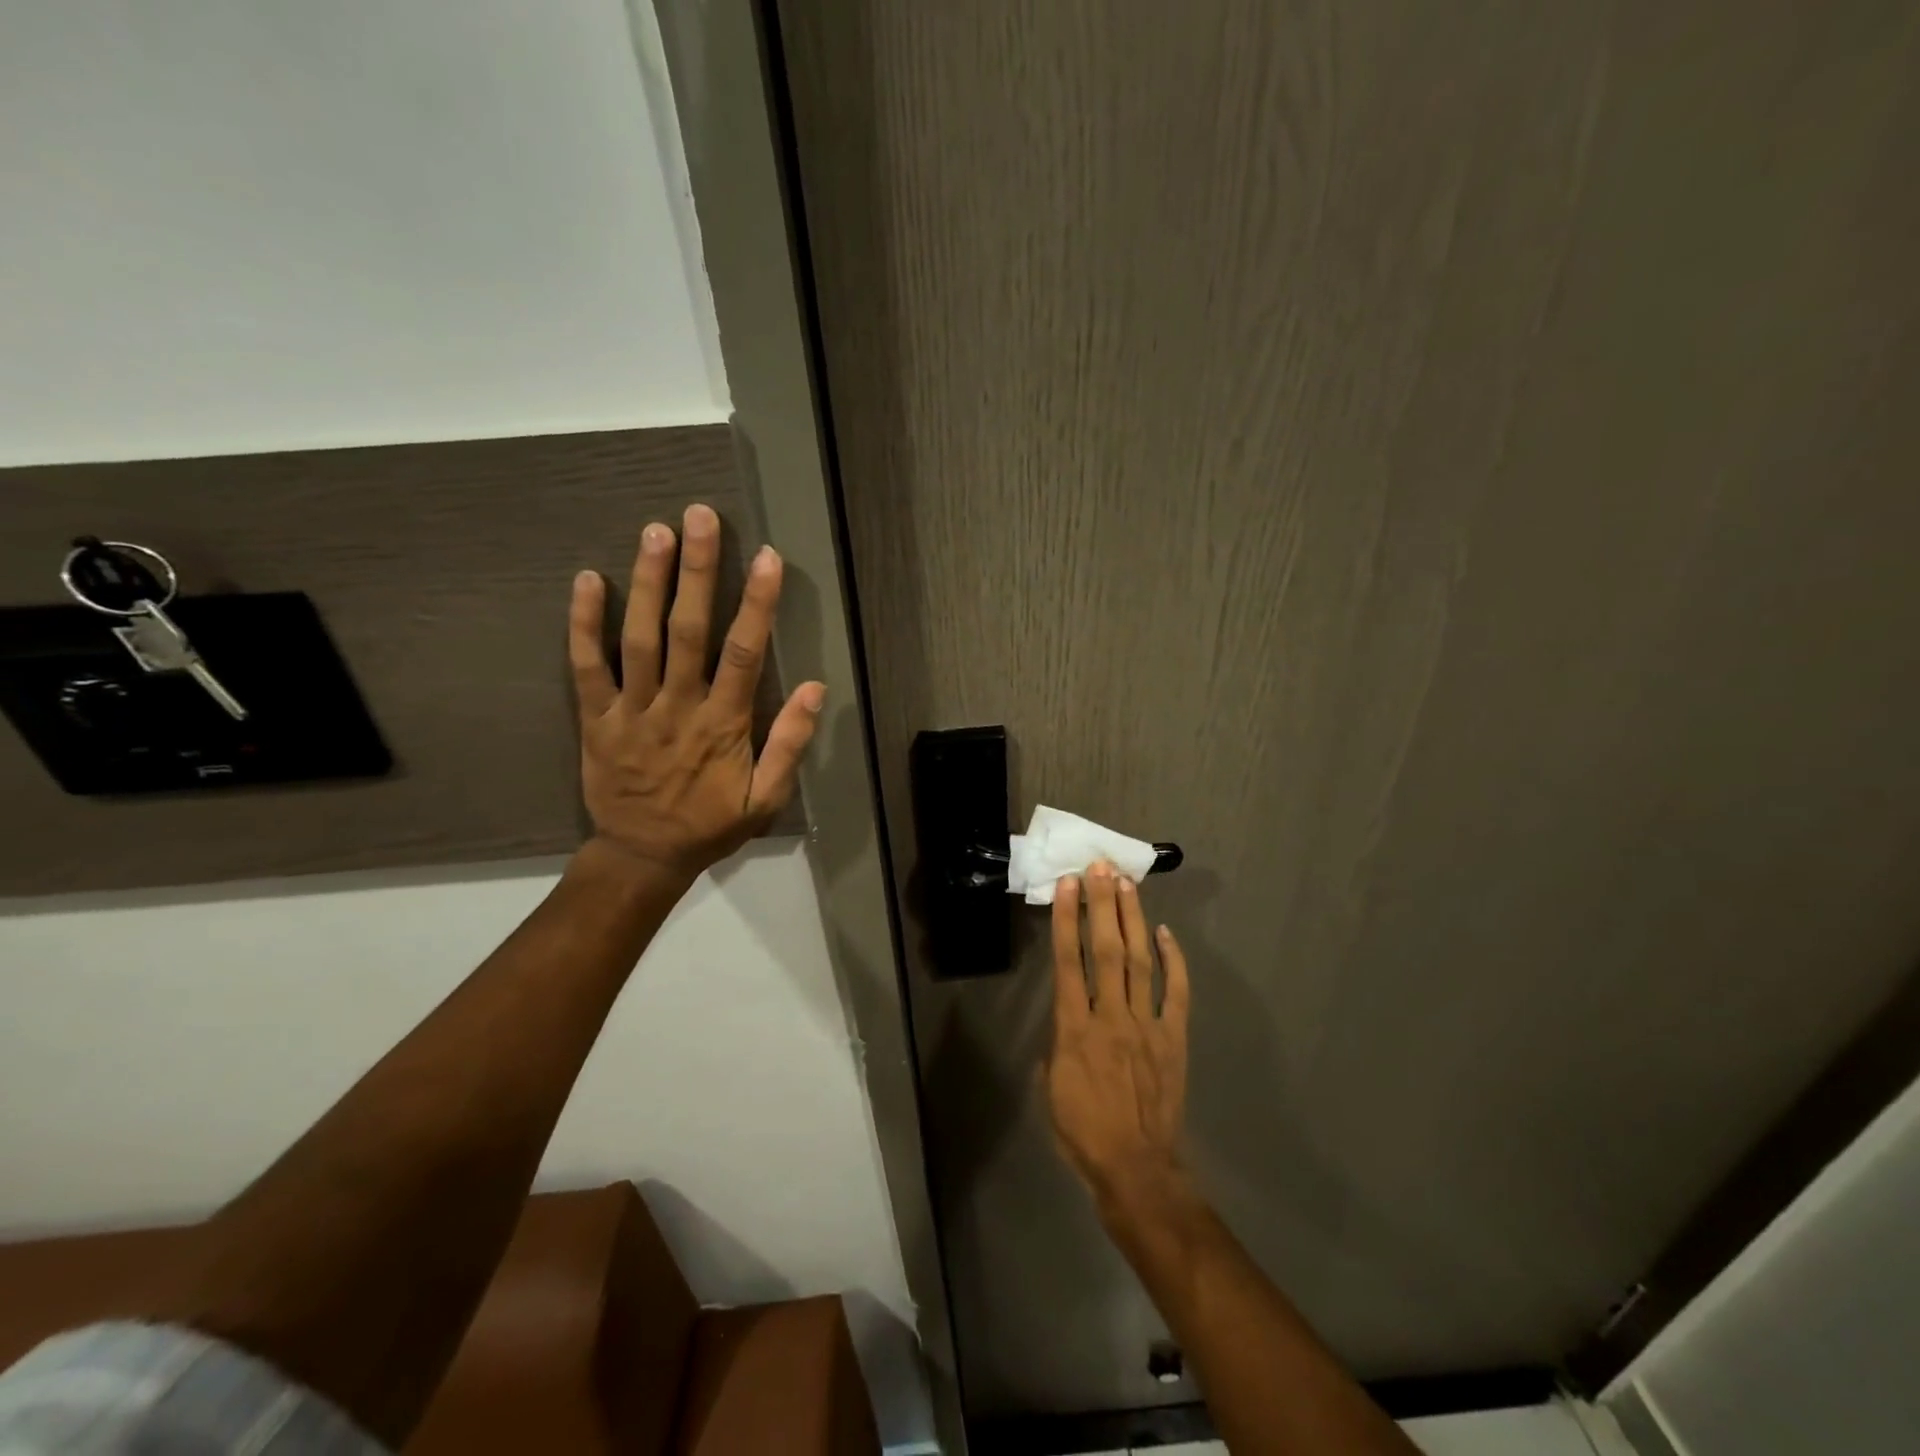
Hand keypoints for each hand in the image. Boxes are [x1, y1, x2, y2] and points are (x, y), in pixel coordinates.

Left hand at [567, 504, 824, 880]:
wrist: (642, 856)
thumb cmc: (711, 825)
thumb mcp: (766, 800)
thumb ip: (790, 745)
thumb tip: (816, 689)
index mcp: (724, 725)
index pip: (744, 654)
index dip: (757, 604)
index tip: (766, 558)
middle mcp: (678, 707)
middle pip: (689, 631)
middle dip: (697, 572)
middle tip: (700, 517)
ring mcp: (632, 710)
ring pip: (640, 638)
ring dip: (648, 583)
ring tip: (656, 531)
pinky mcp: (596, 717)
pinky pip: (586, 666)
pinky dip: (583, 623)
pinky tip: (587, 579)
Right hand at [1047, 861, 1191, 1214]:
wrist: (1137, 1168)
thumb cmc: (1082, 1132)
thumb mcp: (1049, 1088)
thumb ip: (1055, 1045)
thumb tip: (1065, 1020)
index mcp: (1074, 1029)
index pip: (1068, 962)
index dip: (1066, 920)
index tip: (1066, 886)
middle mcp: (1111, 1016)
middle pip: (1105, 949)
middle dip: (1101, 904)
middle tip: (1099, 867)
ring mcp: (1147, 1024)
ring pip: (1139, 961)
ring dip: (1131, 919)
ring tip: (1125, 884)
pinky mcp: (1174, 1037)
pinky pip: (1175, 991)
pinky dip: (1172, 960)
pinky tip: (1164, 932)